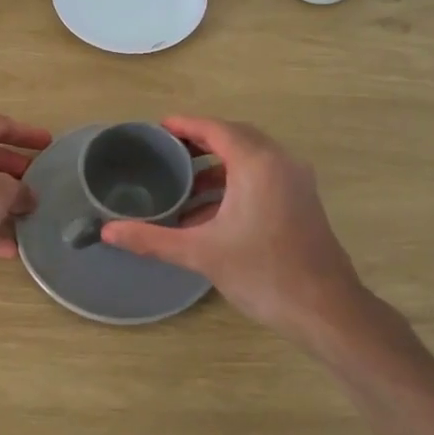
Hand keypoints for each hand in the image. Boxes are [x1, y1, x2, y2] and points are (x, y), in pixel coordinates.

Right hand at [100, 116, 362, 338]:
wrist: (325, 309)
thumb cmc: (263, 273)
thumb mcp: (201, 254)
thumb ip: (152, 239)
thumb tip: (108, 232)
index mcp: (257, 164)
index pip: (216, 129)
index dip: (185, 125)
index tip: (158, 128)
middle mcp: (280, 162)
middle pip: (235, 138)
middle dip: (201, 142)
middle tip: (167, 151)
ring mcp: (295, 181)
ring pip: (251, 159)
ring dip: (219, 166)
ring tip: (183, 184)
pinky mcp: (302, 201)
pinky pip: (263, 177)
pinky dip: (236, 183)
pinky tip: (210, 212)